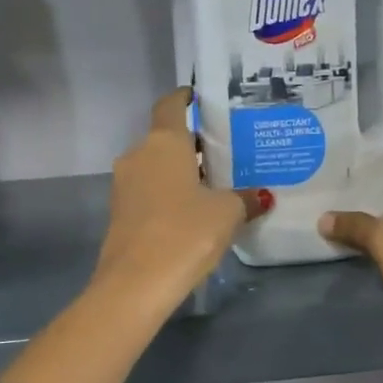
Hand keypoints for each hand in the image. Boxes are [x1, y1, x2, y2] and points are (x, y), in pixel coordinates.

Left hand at [92, 88, 271, 313]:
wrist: (135, 284)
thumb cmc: (185, 233)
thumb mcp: (227, 213)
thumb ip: (245, 198)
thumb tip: (262, 196)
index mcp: (163, 142)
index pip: (171, 105)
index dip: (186, 98)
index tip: (204, 98)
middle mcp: (138, 155)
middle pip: (166, 138)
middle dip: (193, 144)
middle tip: (226, 152)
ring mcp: (124, 185)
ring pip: (156, 167)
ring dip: (180, 171)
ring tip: (214, 185)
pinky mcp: (119, 213)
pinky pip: (148, 192)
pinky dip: (168, 194)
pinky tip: (193, 212)